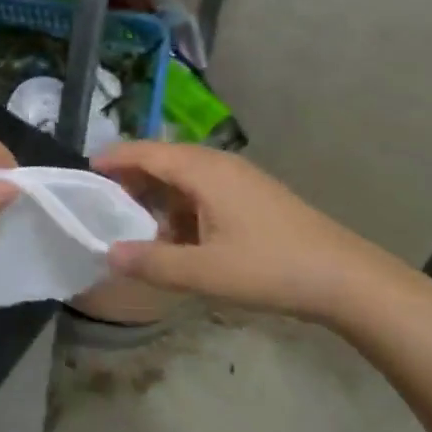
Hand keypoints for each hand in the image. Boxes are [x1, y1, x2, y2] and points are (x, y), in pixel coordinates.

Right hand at [93, 141, 408, 324]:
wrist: (346, 279)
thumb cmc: (272, 268)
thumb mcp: (206, 272)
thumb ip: (153, 263)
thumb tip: (108, 253)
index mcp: (204, 171)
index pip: (146, 152)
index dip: (114, 159)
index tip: (85, 170)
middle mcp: (218, 164)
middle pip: (163, 160)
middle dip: (132, 178)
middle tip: (103, 202)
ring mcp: (239, 179)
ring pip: (184, 177)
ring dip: (158, 196)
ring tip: (136, 225)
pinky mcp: (253, 196)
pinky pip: (204, 191)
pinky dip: (181, 207)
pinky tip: (179, 238)